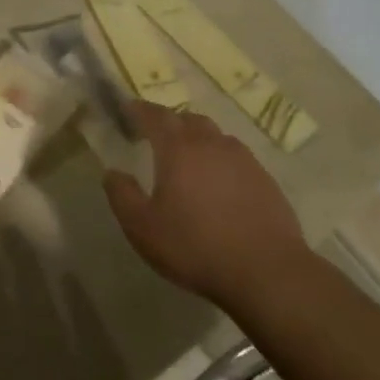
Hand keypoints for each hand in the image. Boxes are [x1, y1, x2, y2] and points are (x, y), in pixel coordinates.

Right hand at [105, 102, 308, 305]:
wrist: (266, 271)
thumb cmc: (194, 246)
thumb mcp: (142, 227)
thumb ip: (122, 195)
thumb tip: (113, 172)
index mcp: (179, 149)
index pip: (156, 116)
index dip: (140, 109)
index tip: (129, 108)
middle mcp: (212, 144)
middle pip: (188, 119)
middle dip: (170, 121)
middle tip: (156, 135)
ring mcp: (244, 160)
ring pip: (216, 136)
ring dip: (198, 139)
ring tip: (188, 158)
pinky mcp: (265, 179)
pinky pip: (236, 158)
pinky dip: (220, 160)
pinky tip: (218, 184)